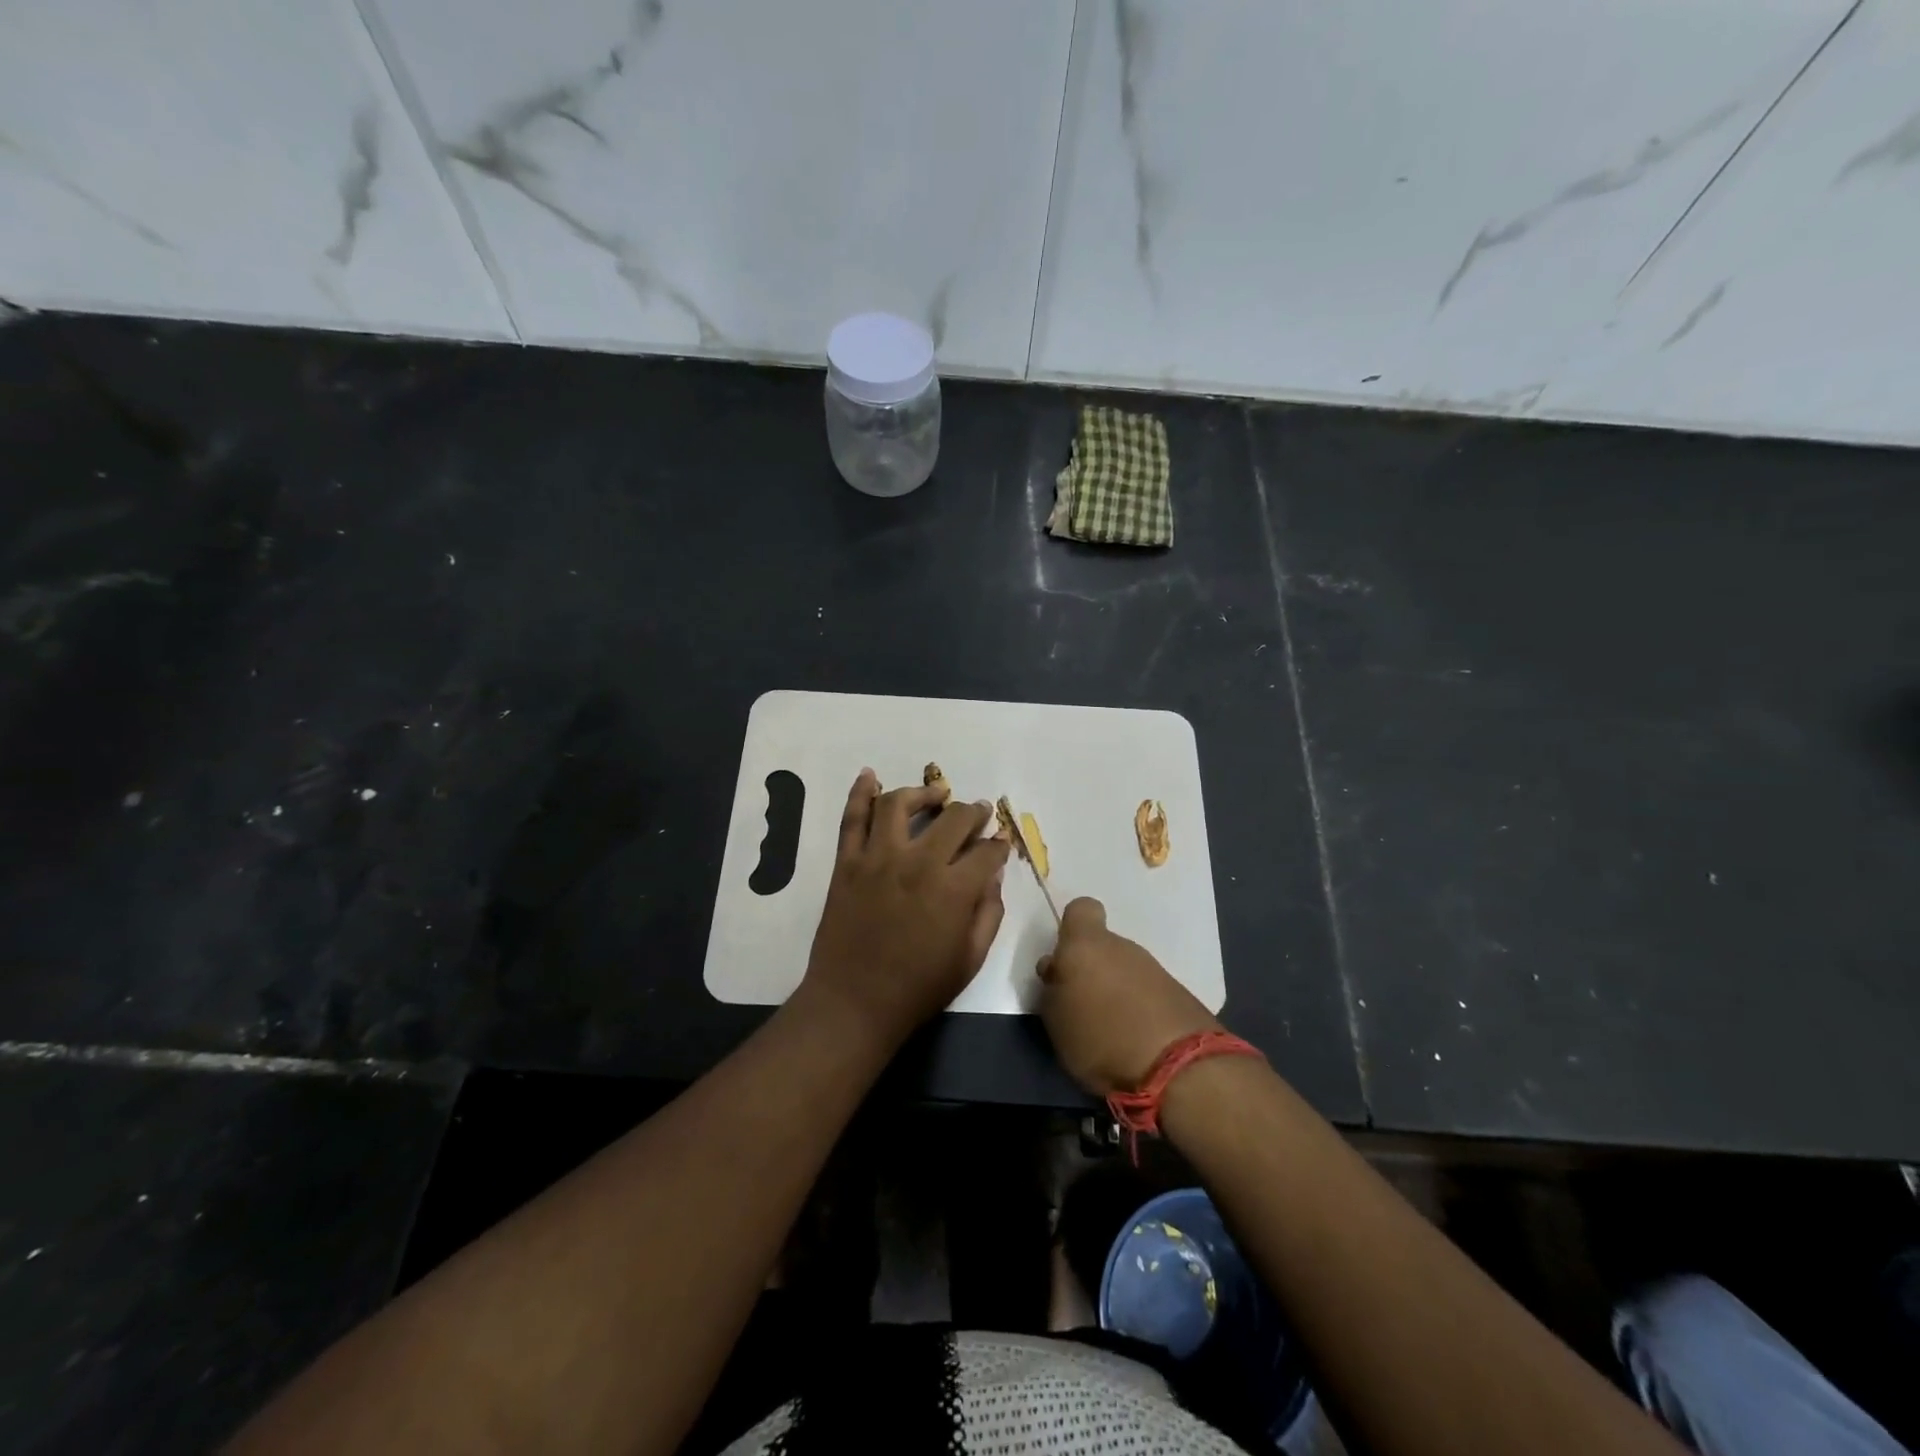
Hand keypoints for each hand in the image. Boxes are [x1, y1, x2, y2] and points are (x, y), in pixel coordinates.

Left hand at [799, 769, 1010, 1050]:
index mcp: (953, 889)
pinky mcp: (847, 863)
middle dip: (973, 812)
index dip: (999, 844)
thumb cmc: (918, 988)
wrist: (854, 1003)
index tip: (1000, 843)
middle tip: (978, 812)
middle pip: (953, 819)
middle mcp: (918, 863)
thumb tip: (993, 875)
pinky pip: (852, 819)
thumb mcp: (970, 958)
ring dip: (922, 793)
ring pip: (899, 805)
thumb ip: (988, 912)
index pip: (986, 851)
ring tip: (935, 795)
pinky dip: (859, 793)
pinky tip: (869, 775)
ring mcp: (878, 858)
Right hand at [1038, 898, 1220, 1095]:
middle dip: (1092, 971)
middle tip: (1082, 1007)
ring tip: (1110, 1031)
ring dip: (1117, 992)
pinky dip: (1140, 1009)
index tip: (1066, 959)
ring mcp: (1155, 969)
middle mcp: (1122, 947)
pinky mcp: (1179, 994)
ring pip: (1126, 970)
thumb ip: (1052, 989)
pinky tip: (1137, 1040)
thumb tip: (1057, 970)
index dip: (1072, 929)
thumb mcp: (1055, 1020)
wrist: (1178, 1068)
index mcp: (1086, 945)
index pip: (1081, 910)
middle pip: (1103, 946)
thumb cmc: (1101, 1038)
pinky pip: (1148, 993)